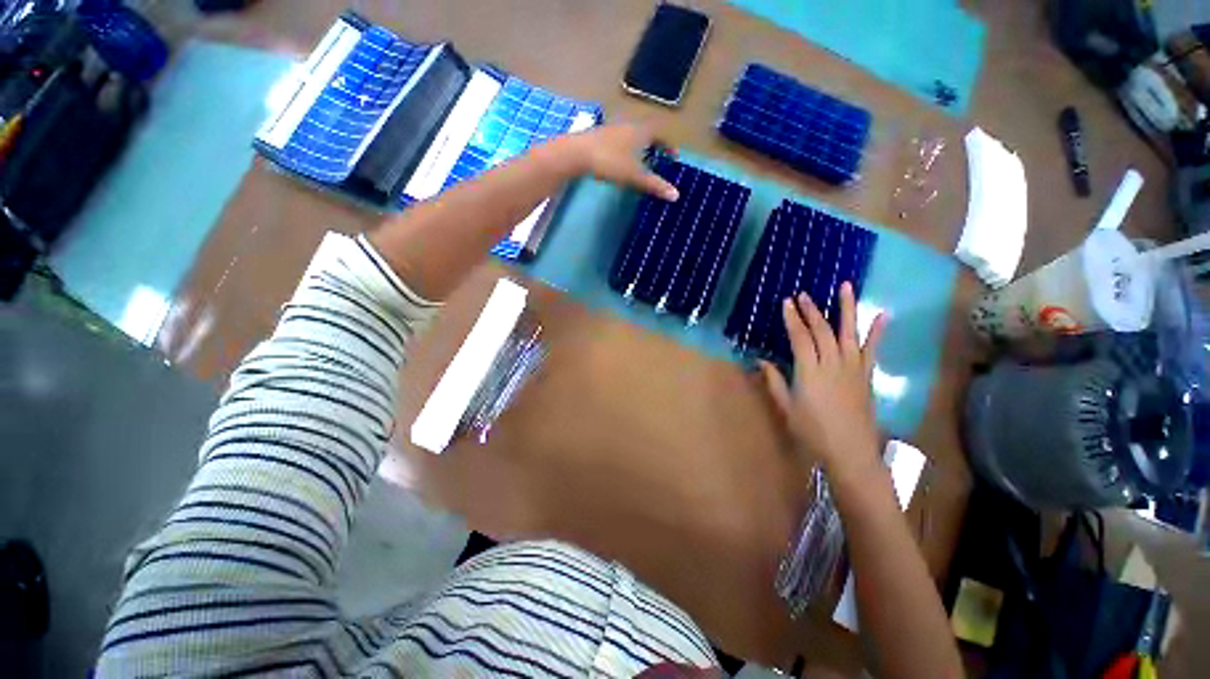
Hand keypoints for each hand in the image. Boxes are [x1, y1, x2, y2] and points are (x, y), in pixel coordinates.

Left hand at [554, 122, 679, 200]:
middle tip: (659, 157)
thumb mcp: (635, 176)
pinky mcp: (600, 134)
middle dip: (655, 143)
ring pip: (632, 134)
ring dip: (639, 145)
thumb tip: (676, 195)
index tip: (673, 156)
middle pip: (647, 131)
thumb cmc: (610, 162)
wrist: (577, 153)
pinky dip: (625, 147)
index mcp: (641, 131)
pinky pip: (619, 139)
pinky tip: (620, 159)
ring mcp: (613, 127)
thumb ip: (655, 185)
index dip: (669, 145)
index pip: (661, 134)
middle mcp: (629, 124)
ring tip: (640, 159)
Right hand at [760, 283, 886, 480]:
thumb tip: (761, 361)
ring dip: (846, 308)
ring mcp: (853, 368)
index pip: (800, 338)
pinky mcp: (867, 375)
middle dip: (812, 310)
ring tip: (846, 286)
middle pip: (822, 331)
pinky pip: (872, 350)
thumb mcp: (787, 407)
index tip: (787, 303)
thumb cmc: (813, 431)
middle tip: (803, 294)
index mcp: (810, 372)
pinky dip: (877, 332)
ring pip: (849, 333)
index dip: (792, 319)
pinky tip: (882, 315)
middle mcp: (833, 364)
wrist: (850, 452)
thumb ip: (775, 381)